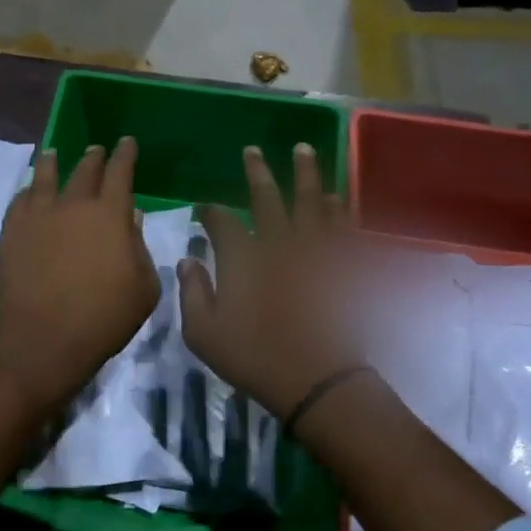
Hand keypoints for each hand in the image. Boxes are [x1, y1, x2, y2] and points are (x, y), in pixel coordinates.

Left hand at [0, 138, 159, 413]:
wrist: (44, 340)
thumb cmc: (104, 318)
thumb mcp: (143, 288)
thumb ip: (139, 248)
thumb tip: (131, 219)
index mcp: (110, 214)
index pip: (120, 172)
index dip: (125, 155)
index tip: (126, 142)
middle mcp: (72, 205)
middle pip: (84, 171)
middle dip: (94, 158)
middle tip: (96, 150)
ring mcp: (37, 216)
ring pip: (45, 177)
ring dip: (53, 163)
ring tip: (54, 154)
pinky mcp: (11, 232)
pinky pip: (20, 201)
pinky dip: (28, 191)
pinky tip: (29, 192)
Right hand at [177, 145, 362, 420]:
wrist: (317, 380)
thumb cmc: (254, 358)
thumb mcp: (203, 333)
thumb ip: (191, 292)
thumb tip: (187, 261)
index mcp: (242, 257)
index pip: (221, 222)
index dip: (209, 212)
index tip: (203, 208)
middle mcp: (278, 243)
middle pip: (267, 198)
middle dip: (257, 173)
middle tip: (252, 151)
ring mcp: (314, 251)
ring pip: (310, 201)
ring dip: (306, 174)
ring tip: (303, 150)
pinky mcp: (342, 265)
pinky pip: (343, 227)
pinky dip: (340, 208)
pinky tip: (337, 196)